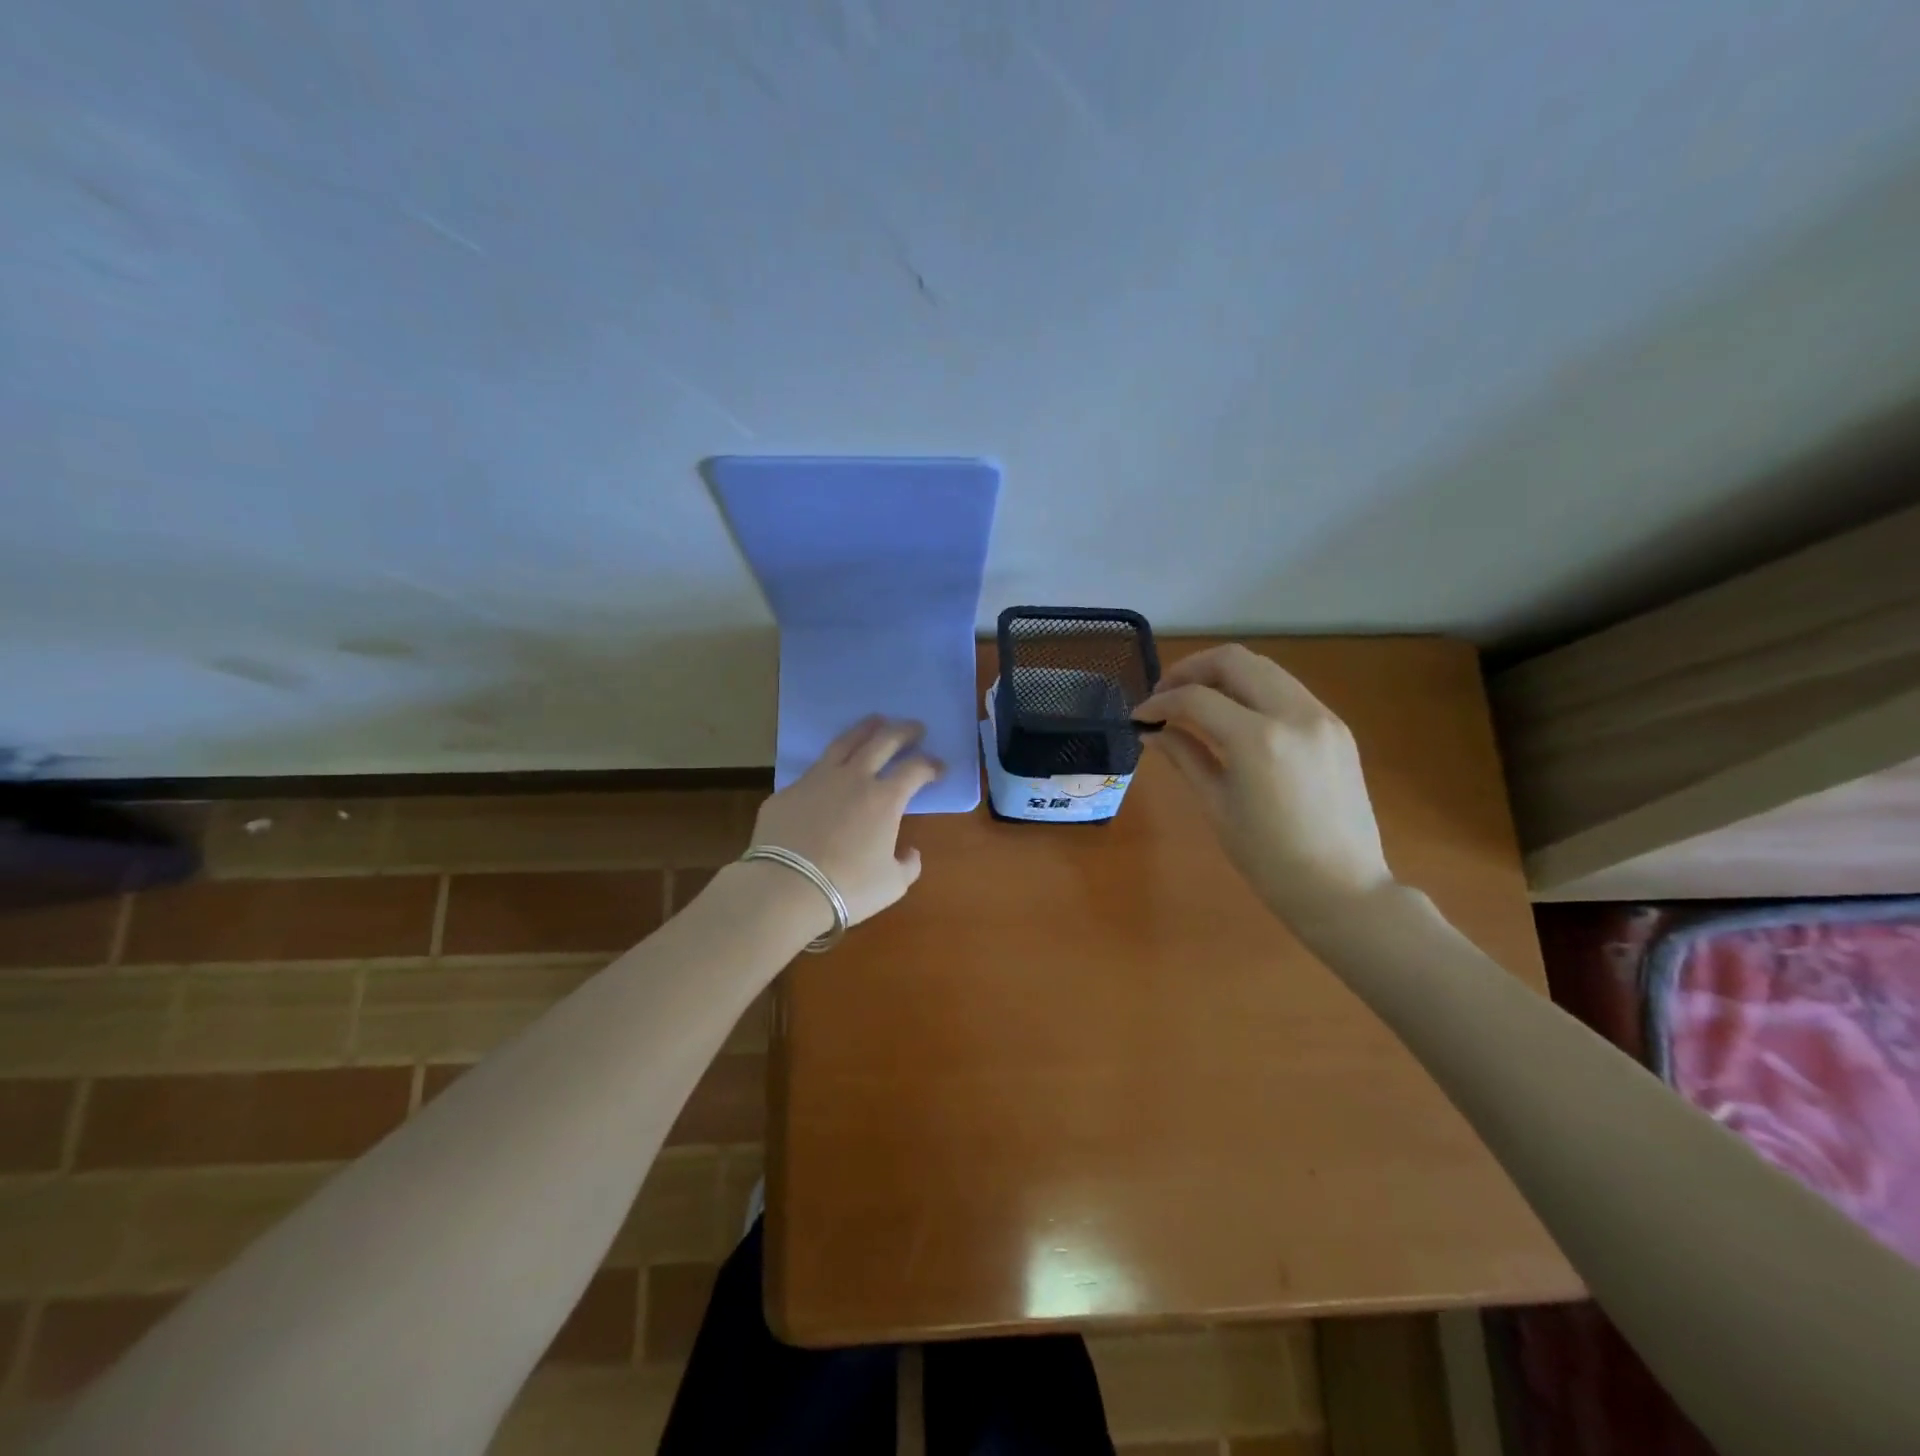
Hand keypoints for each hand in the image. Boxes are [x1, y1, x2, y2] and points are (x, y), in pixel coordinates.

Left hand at [749, 717, 943, 926]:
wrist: (785, 888)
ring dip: (865, 729)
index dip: (931, 766)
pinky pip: (814, 770)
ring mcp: (817, 780)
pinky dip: (830, 765)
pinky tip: (830, 771)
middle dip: (903, 731)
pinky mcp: (788, 791)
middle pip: (883, 741)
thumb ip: (907, 865)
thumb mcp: (891, 885)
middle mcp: (854, 778)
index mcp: (885, 799)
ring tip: (875, 722)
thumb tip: (910, 852)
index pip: (916, 770)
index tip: (939, 767)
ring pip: (845, 742)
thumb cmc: (847, 888)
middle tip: (915, 727)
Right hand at [1134, 644, 1393, 918]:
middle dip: (1191, 670)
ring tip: (1196, 701)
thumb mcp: (1217, 806)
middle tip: (1165, 695)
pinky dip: (1254, 690)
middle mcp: (1294, 714)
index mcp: (1258, 740)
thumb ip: (1185, 756)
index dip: (1160, 702)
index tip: (1140, 716)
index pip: (1196, 698)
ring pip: (1264, 668)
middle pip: (1234, 661)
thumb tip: (1152, 732)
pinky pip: (1287, 690)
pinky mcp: (1337, 727)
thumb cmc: (1268, 859)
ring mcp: (1322, 716)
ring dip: (1223, 675)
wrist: (1342, 889)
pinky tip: (1236, 717)